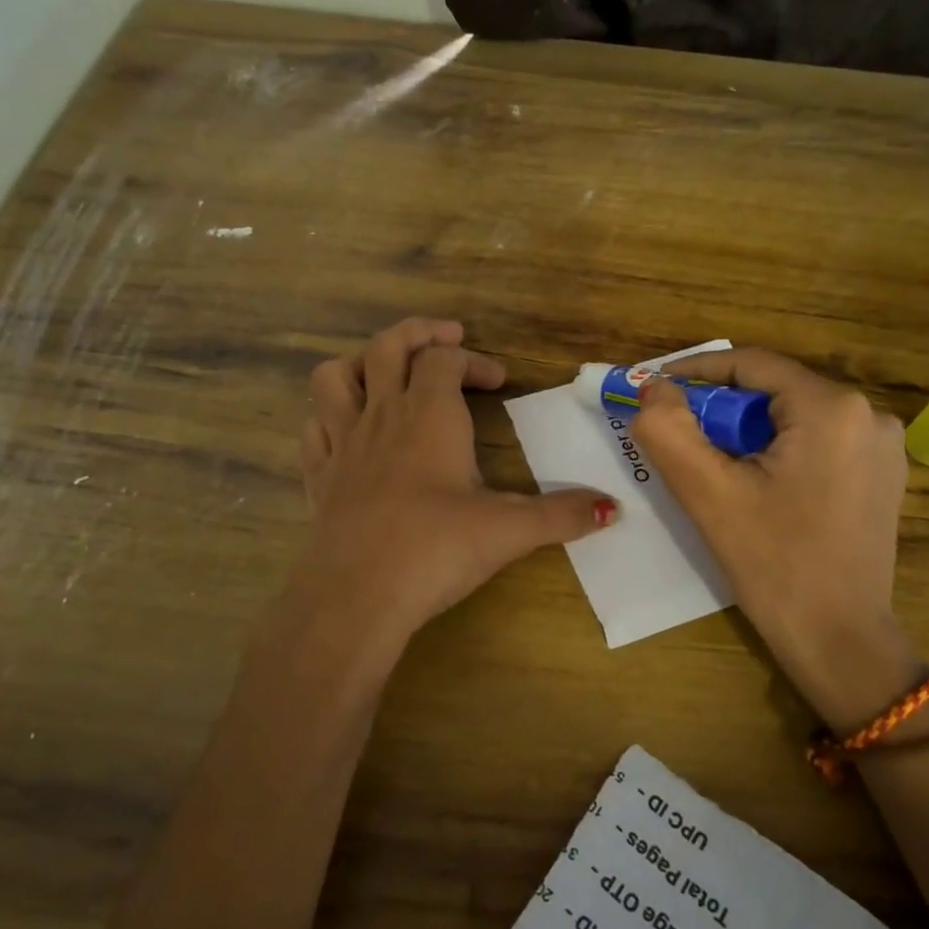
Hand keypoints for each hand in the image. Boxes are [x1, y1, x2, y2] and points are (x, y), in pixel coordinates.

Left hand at [291, 318, 614, 654]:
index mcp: (429, 416)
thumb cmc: (436, 550)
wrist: (356, 594)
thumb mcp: (509, 530)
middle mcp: (382, 416)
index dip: (474, 361)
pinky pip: (315, 426)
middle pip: (389, 347)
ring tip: (388, 372)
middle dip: (420, 334)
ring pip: (336, 377)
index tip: (499, 381)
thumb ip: (561, 515)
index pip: (445, 361)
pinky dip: (331, 415)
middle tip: (447, 340)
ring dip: (362, 362)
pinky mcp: (318, 476)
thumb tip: (613, 509)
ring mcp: (343, 444)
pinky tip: (349, 430)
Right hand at [633, 349, 923, 728]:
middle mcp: (870, 414)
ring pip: (793, 417)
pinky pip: (816, 442)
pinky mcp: (882, 475)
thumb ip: (669, 430)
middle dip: (720, 408)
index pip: (751, 364)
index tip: (653, 389)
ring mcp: (883, 446)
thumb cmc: (774, 565)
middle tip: (678, 435)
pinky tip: (754, 484)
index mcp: (832, 408)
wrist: (840, 640)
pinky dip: (777, 450)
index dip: (695, 372)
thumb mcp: (708, 494)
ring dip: (746, 431)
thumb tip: (651, 387)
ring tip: (711, 465)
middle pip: (773, 391)